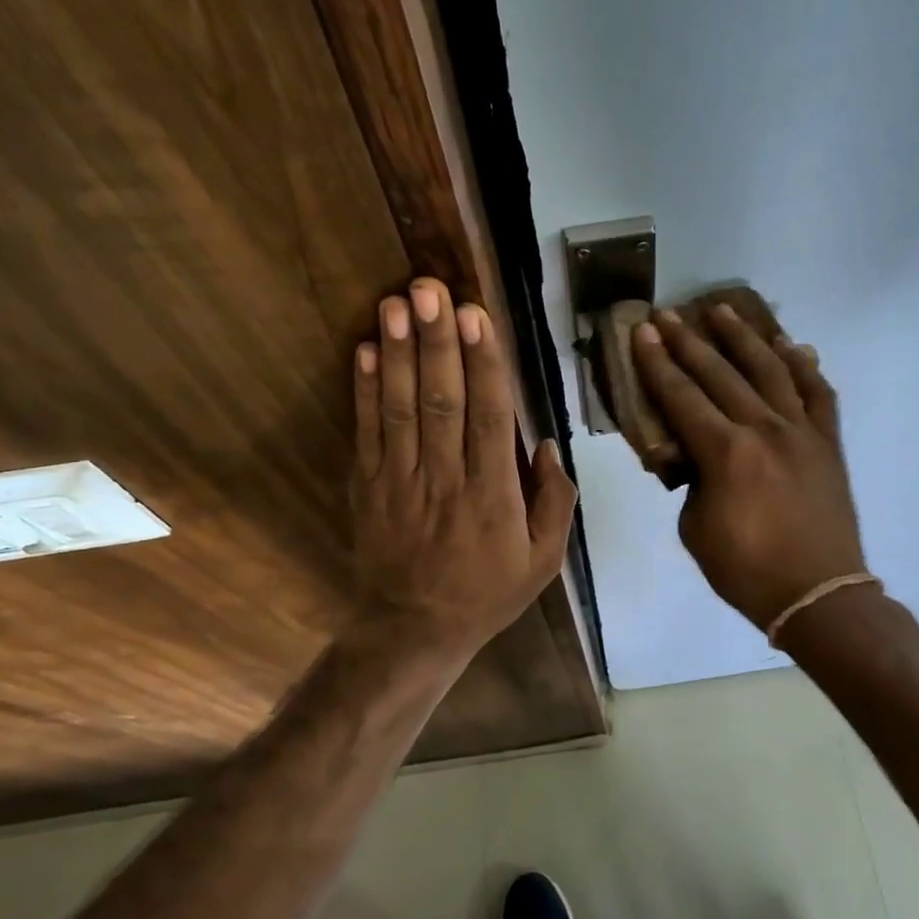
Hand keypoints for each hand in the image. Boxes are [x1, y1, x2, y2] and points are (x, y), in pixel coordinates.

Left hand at [351, 277, 577, 666]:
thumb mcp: (543, 562)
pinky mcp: (368, 486)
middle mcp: (445, 480)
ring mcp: (400, 481)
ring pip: (400, 408)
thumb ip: (554, 502)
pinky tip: (365, 350)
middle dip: (436, 342)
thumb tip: (545, 444)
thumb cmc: (487, 592)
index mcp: (492, 496)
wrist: (413, 629)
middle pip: (440, 401)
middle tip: (430, 289)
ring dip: (398, 353)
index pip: (488, 418)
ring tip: (395, 303)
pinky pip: (367, 432)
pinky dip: (364, 390)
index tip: (476, 316)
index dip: (482, 364)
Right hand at [631, 305, 865, 631]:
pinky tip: (792, 347)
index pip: (682, 396)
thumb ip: (693, 482)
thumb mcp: (695, 528)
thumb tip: (698, 458)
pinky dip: (803, 367)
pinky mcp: (828, 443)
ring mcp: (802, 432)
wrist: (818, 594)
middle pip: (720, 373)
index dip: (657, 363)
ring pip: (771, 370)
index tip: (643, 332)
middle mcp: (764, 429)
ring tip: (723, 310)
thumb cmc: (746, 570)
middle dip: (689, 342)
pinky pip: (818, 393)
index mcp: (725, 453)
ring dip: (744, 338)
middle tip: (668, 315)